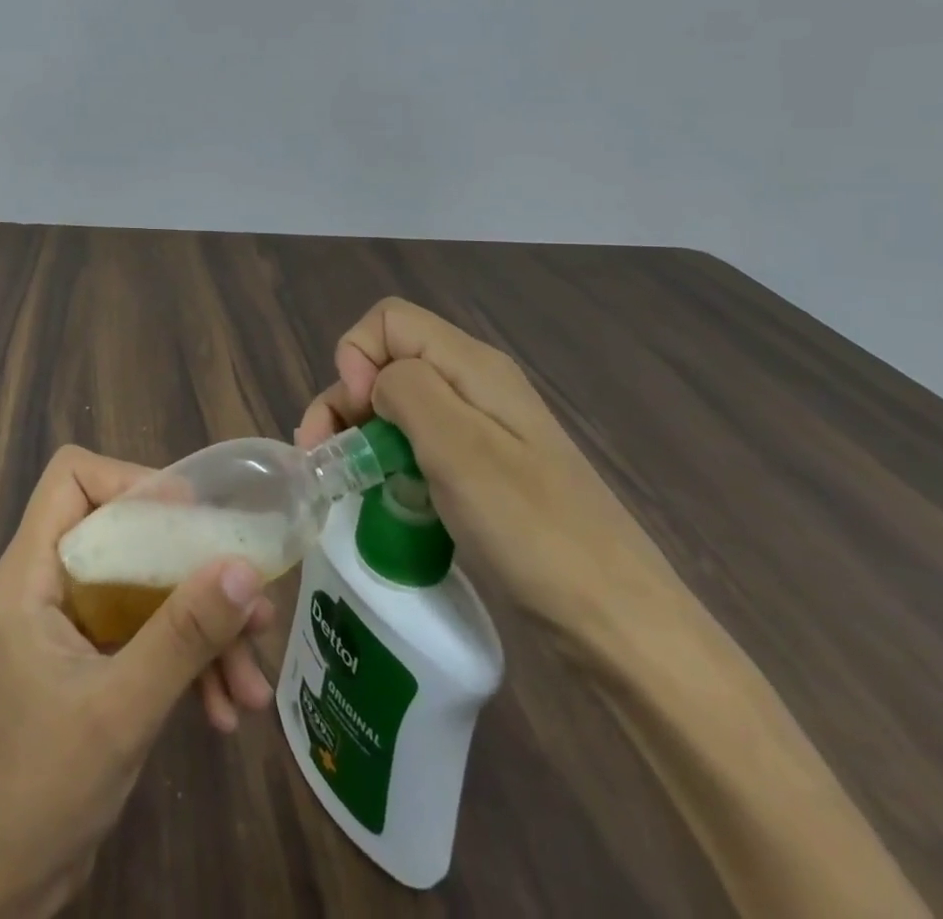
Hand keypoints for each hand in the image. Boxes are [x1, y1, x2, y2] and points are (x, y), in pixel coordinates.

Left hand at [0, 446, 270, 917]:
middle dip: (191, 569)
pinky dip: (191, 661)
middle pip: (127, 531)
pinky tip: (228, 710)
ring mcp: (77, 620)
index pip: (73, 478)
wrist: (3, 885)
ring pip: (149, 585)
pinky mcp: (98, 657)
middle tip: (248, 601)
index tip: (189, 517)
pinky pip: (152, 632)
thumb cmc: (43, 786)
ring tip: (252, 680)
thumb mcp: (121, 709)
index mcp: (34, 571)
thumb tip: (244, 567)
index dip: (130, 482)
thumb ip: (181, 635)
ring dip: (203, 626)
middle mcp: (53, 581)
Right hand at [296, 297, 693, 649]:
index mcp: (472, 366)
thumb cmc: (532, 530)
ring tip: (343, 482)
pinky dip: (387, 460)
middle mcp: (473, 385)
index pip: (388, 321)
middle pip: (387, 362)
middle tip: (327, 459)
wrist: (616, 621)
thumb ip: (406, 389)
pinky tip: (382, 495)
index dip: (357, 356)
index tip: (358, 415)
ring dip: (360, 433)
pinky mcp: (480, 469)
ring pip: (396, 404)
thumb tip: (374, 380)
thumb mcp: (459, 448)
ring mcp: (479, 429)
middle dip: (345, 400)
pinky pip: (416, 443)